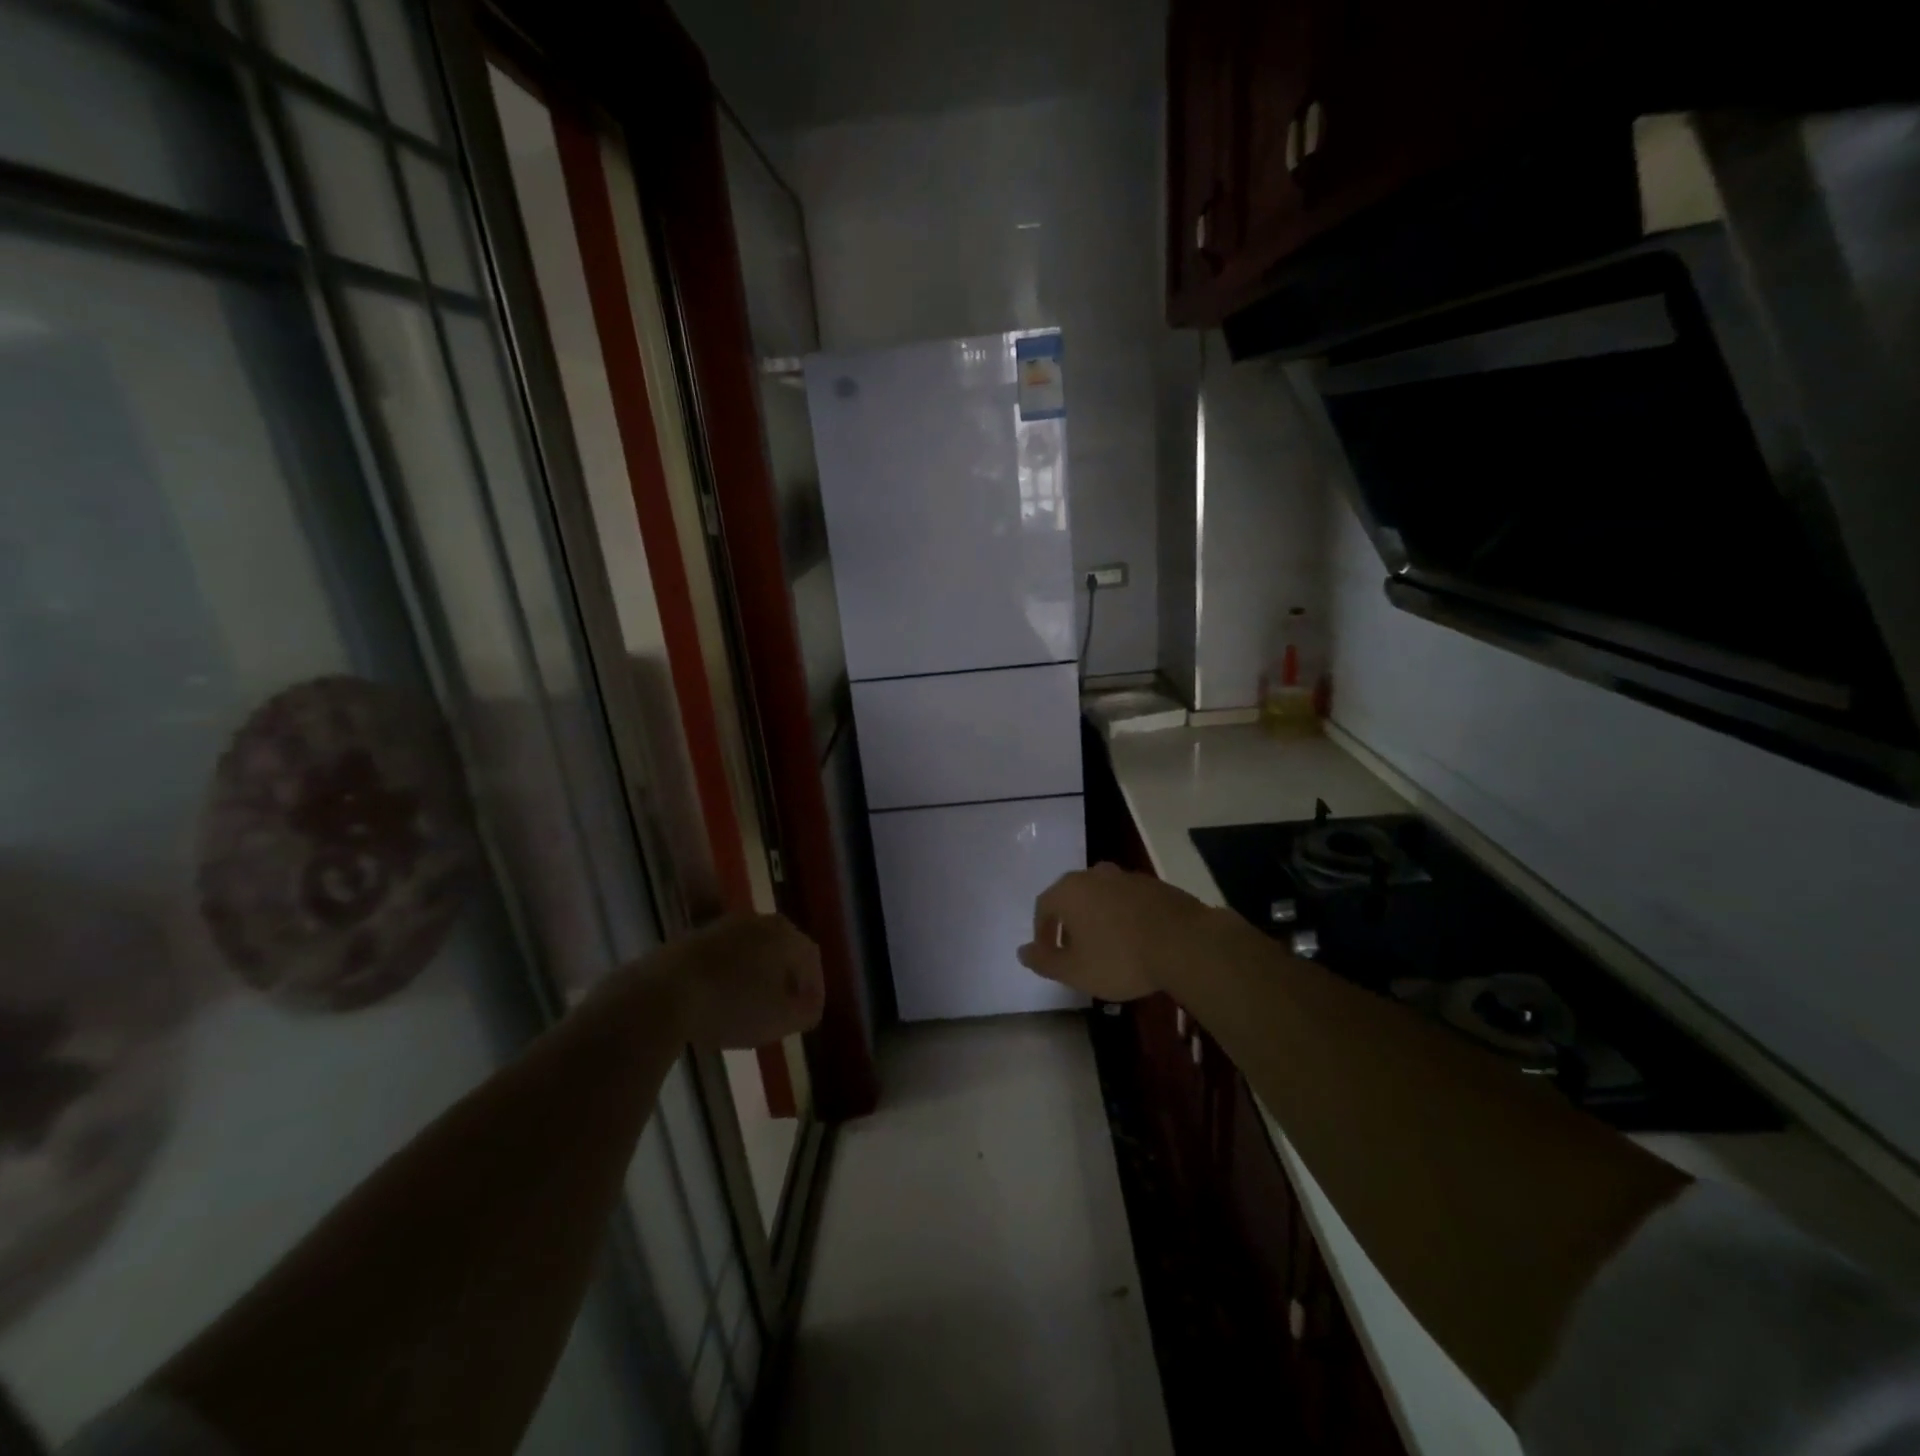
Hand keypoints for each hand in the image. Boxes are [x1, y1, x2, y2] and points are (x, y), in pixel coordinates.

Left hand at [628, 913, 824, 1049]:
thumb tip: (810, 1005)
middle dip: (785, 977)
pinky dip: (728, 975)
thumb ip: (806, 1012)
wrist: (662, 994)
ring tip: (750, 1006)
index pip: (811, 957)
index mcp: (785, 934)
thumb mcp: (781, 1020)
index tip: (809, 1012)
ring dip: (755, 975)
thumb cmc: (733, 1005)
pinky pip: (722, 956)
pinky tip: (718, 1000)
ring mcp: (722, 926)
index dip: (814, 986)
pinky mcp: (691, 938)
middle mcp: (758, 920)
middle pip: (781, 948)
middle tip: (784, 1006)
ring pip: (751, 950)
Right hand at [1016, 863, 1229, 1001]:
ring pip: (1101, 896)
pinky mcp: (1154, 885)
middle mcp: (1094, 875)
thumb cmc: (1121, 958)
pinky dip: (1123, 916)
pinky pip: (1127, 899)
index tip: (1049, 955)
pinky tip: (1135, 939)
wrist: (1185, 943)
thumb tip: (1022, 952)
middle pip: (1072, 897)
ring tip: (1106, 946)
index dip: (1042, 932)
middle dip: (1069, 923)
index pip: (1044, 906)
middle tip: (1075, 951)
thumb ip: (1044, 961)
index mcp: (1069, 891)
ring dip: (1097, 917)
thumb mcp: (1075, 971)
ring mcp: (1127, 876)